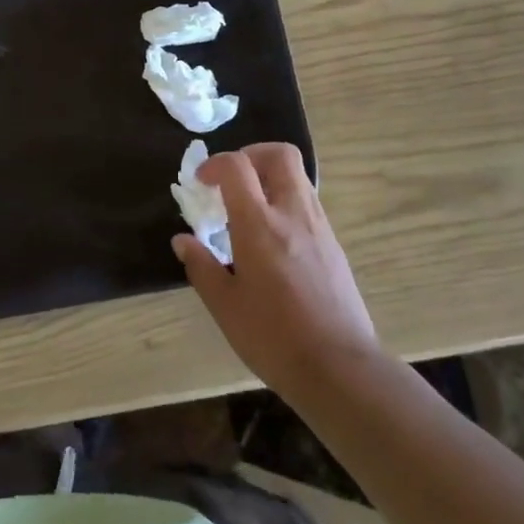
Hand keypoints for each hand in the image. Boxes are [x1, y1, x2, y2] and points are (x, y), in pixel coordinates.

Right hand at [172, 143, 381, 400]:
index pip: (237, 166)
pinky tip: (272, 238)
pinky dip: (285, 202)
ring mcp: (319, 227)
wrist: (341, 369)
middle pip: (279, 155)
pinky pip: (308, 203)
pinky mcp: (334, 244)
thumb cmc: (274, 337)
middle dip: (251, 154)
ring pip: (297, 177)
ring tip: (249, 210)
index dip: (215, 164)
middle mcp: (293, 213)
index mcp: (260, 224)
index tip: (201, 182)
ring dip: (270, 178)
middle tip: (231, 180)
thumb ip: (201, 267)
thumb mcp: (226, 306)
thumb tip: (183, 241)